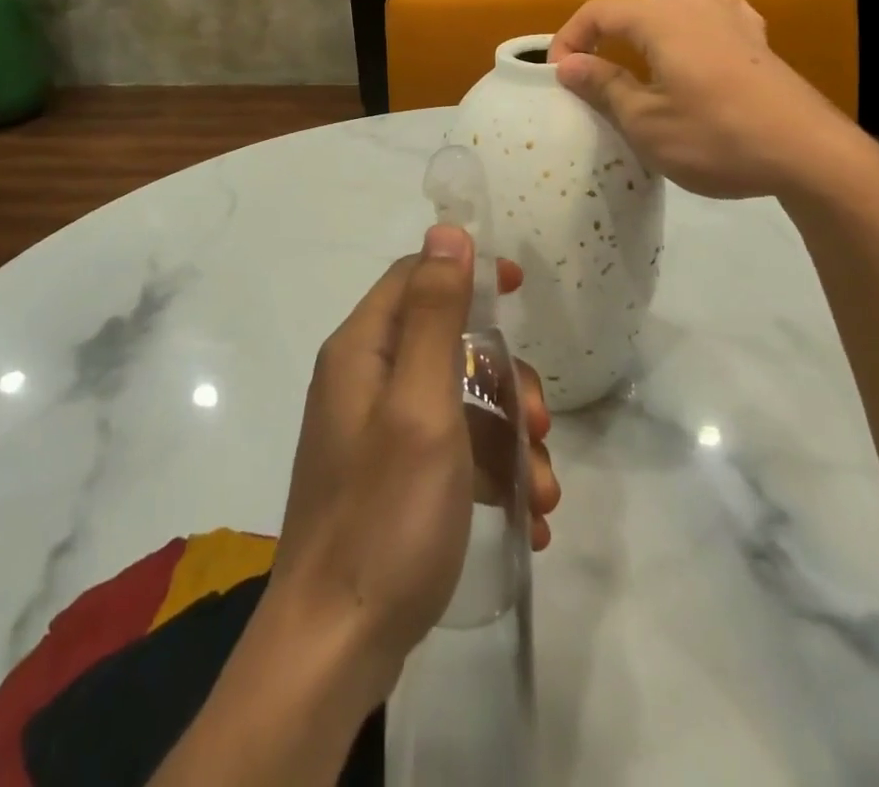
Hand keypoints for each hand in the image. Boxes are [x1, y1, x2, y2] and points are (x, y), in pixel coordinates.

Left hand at [267, 226, 559, 702]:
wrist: (334, 649)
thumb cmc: (385, 515)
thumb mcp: (421, 404)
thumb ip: (433, 315)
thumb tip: (446, 230)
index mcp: (361, 350)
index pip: (416, 277)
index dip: (467, 273)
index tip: (520, 289)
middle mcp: (363, 381)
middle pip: (446, 343)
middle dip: (503, 377)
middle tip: (542, 422)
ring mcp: (375, 433)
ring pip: (457, 401)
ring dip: (509, 435)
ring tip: (543, 492)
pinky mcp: (389, 478)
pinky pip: (450, 450)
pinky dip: (490, 471)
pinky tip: (528, 517)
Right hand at [548, 0, 878, 202]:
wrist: (807, 154)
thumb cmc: (717, 138)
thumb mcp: (647, 123)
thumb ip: (605, 88)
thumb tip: (567, 65)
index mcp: (664, 23)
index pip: (602, 12)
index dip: (573, 36)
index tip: (558, 71)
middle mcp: (698, 7)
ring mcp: (733, 20)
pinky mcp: (756, 40)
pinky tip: (702, 5)